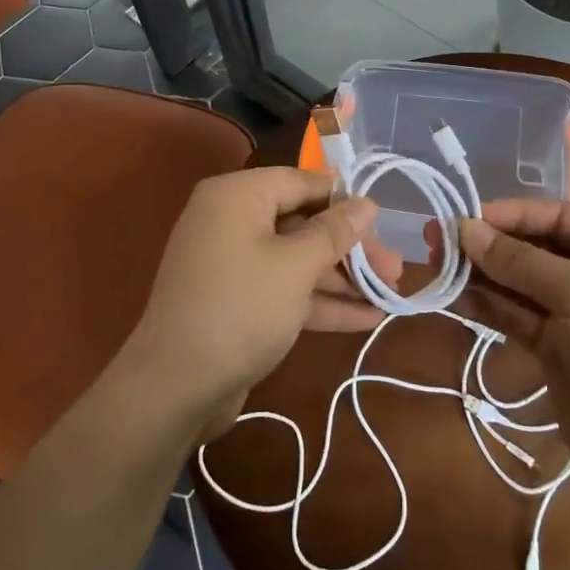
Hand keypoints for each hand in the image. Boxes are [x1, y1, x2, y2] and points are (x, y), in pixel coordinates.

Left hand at [121, 168, 386, 438]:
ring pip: (296, 260)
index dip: (344, 201)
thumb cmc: (240, 308)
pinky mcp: (237, 302)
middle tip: (394, 269)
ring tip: (391, 294)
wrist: (175, 388)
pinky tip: (367, 319)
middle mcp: (231, 221)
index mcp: (237, 196)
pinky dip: (320, 301)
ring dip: (342, 278)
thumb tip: (367, 203)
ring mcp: (232, 264)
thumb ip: (334, 232)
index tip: (383, 222)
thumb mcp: (295, 266)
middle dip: (350, 248)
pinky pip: (284, 289)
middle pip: (302, 222)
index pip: (301, 182)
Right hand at [456, 200, 569, 492]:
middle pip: (533, 247)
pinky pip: (514, 313)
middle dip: (488, 244)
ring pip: (518, 282)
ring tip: (436, 265)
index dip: (511, 213)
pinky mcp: (553, 346)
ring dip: (479, 273)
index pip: (558, 216)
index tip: (465, 217)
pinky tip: (453, 294)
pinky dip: (486, 303)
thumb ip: (518, 260)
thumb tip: (464, 229)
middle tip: (437, 240)